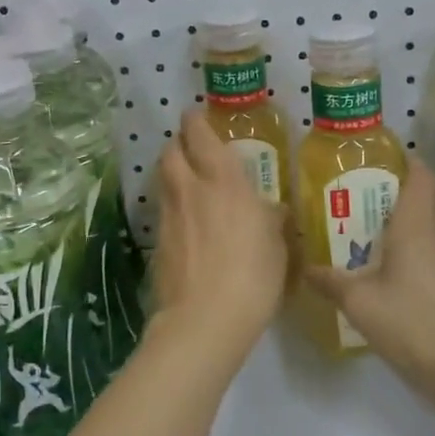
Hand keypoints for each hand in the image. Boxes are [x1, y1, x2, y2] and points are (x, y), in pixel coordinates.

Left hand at [150, 109, 289, 362]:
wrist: (204, 320)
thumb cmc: (253, 276)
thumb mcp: (277, 246)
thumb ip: (272, 220)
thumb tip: (274, 210)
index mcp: (223, 181)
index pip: (200, 135)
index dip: (195, 121)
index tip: (197, 115)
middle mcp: (190, 189)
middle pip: (170, 151)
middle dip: (179, 144)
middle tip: (193, 149)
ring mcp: (169, 216)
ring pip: (163, 179)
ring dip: (172, 173)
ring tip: (189, 183)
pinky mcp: (157, 243)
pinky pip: (163, 211)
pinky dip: (172, 207)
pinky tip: (187, 223)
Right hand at [302, 159, 434, 400]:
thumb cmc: (411, 322)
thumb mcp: (359, 301)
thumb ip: (330, 280)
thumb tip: (304, 266)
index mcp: (416, 225)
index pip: (422, 175)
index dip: (405, 159)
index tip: (376, 156)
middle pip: (428, 192)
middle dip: (401, 182)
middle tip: (364, 185)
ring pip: (431, 218)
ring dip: (406, 210)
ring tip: (367, 215)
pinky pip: (430, 242)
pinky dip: (411, 236)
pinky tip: (384, 254)